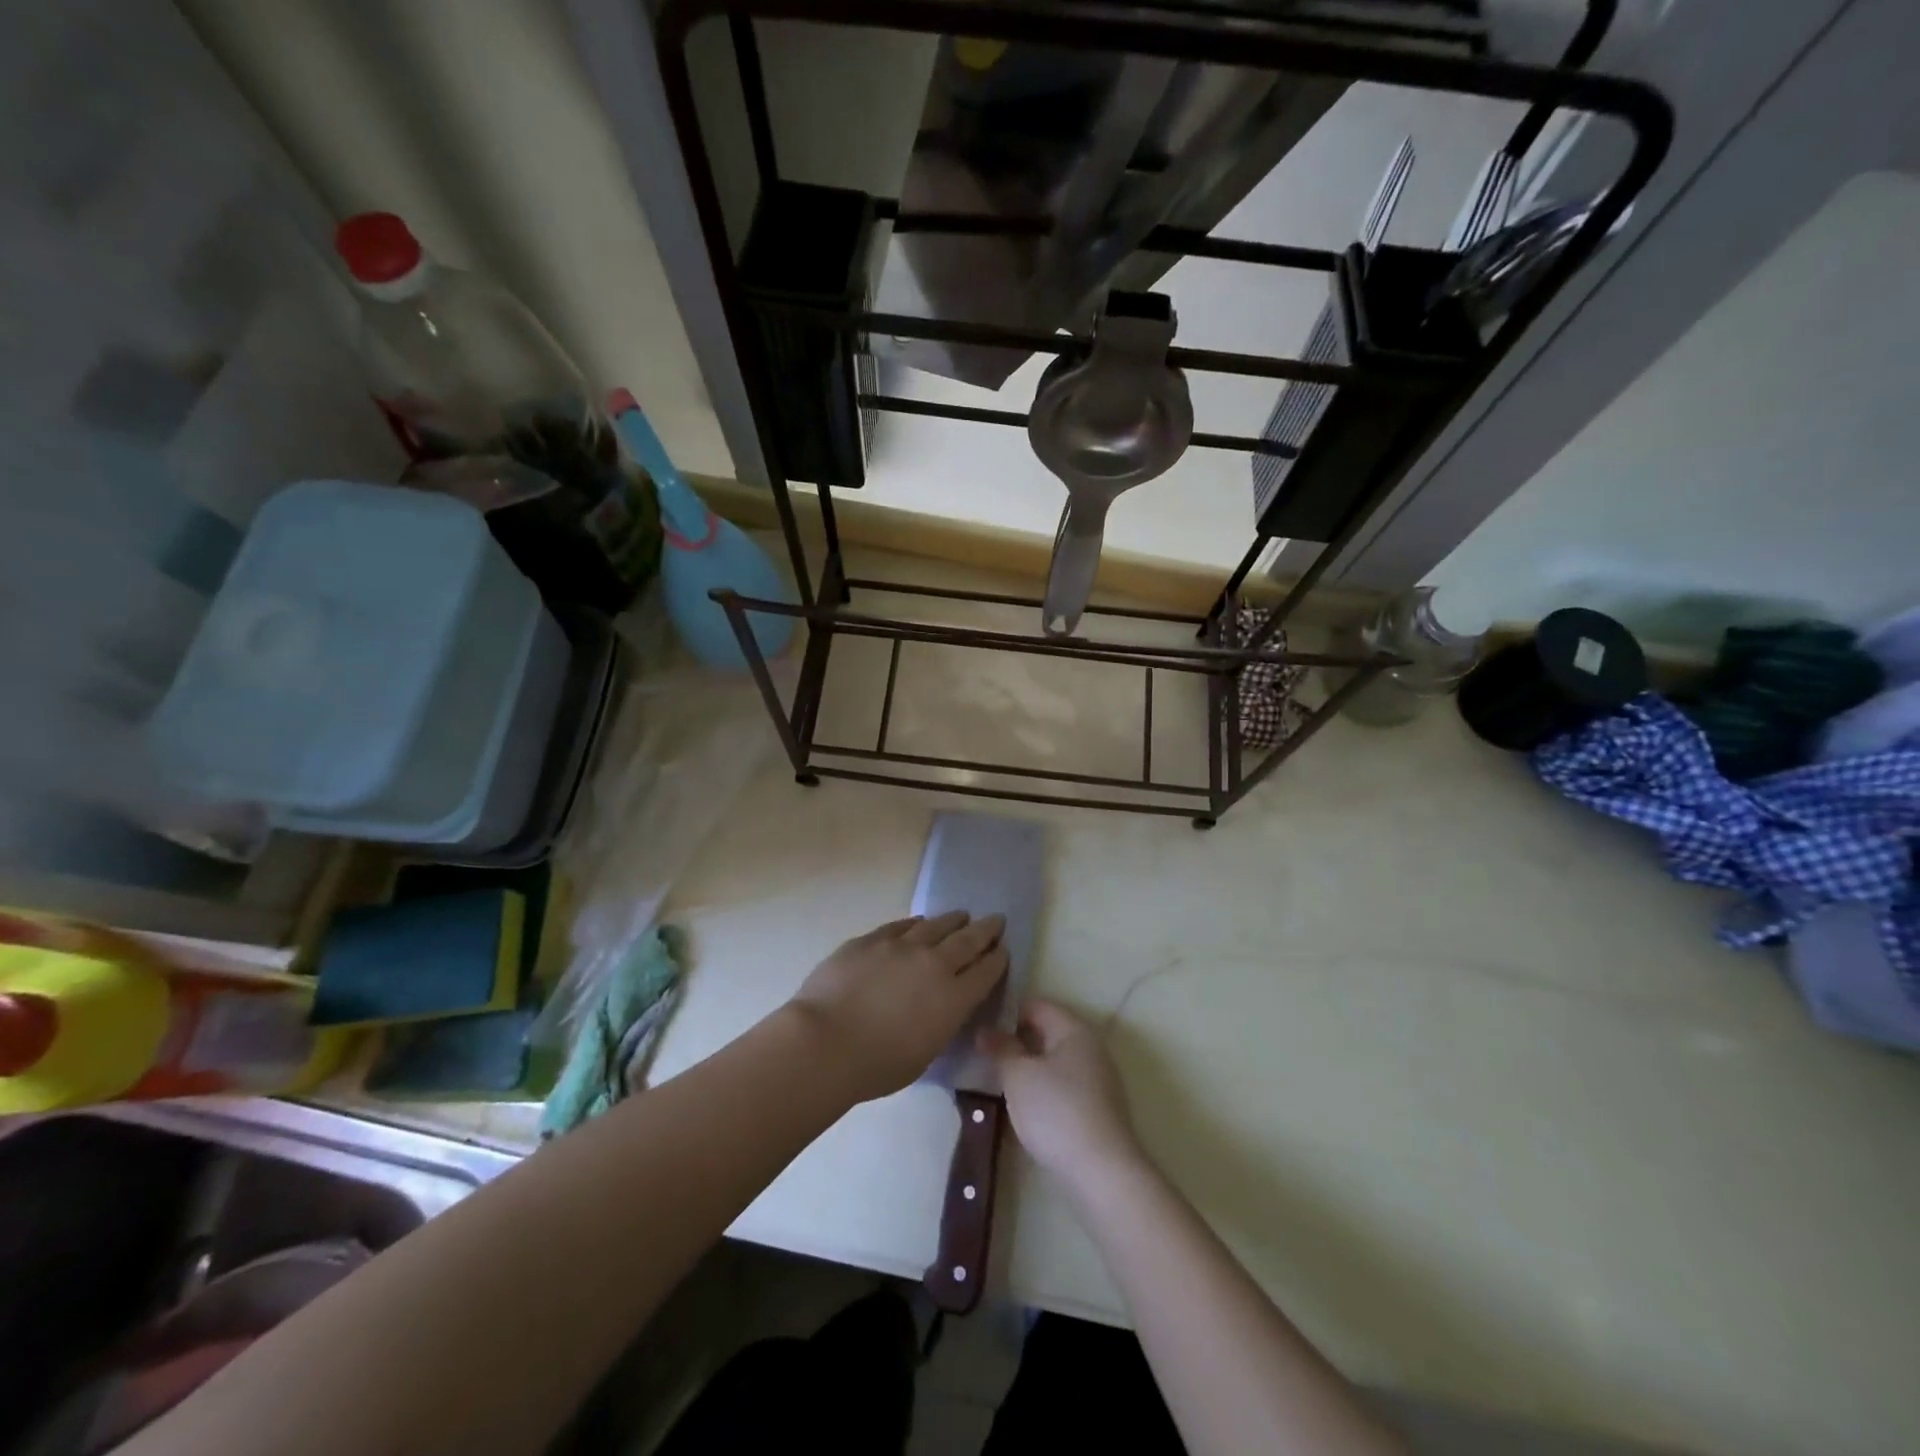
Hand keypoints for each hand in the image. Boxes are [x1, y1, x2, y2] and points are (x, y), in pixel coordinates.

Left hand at [789, 911, 1007, 1102]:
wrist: (826, 1041)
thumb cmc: (877, 1065)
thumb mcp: (925, 1053)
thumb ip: (940, 1023)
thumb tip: (941, 1006)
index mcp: (954, 999)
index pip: (986, 972)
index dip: (998, 959)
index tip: (1003, 950)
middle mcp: (934, 965)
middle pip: (968, 940)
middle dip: (986, 930)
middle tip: (996, 920)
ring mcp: (902, 946)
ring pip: (936, 925)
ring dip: (953, 920)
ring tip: (961, 916)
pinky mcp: (872, 939)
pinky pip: (902, 926)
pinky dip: (916, 924)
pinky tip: (918, 923)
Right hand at [984, 999, 1139, 1188]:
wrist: (1102, 1172)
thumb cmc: (1056, 1112)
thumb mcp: (1018, 1076)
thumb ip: (1001, 1049)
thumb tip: (985, 1031)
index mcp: (1074, 1029)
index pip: (1036, 1005)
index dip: (1006, 1014)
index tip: (982, 1032)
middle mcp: (1090, 1047)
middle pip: (1046, 1032)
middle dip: (1016, 1043)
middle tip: (985, 1058)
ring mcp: (1097, 1078)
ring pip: (1054, 1061)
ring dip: (1028, 1069)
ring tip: (1000, 1084)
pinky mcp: (1097, 1108)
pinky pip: (1063, 1086)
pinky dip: (1043, 1090)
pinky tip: (1025, 1109)